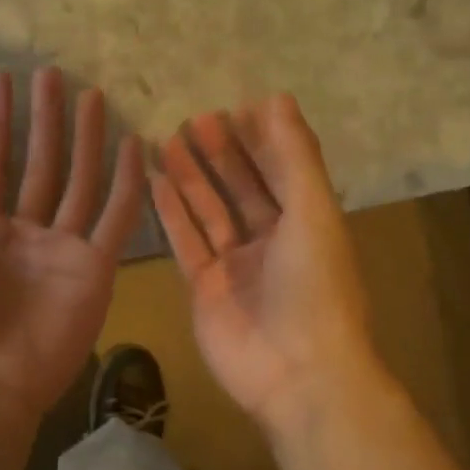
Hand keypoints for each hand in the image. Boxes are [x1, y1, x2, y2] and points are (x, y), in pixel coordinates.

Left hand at [0, 68, 144, 420]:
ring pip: (80, 183)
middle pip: (41, 165)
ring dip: (86, 140)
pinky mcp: (96, 269)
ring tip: (93, 94)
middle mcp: (25, 233)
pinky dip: (128, 183)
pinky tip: (134, 144)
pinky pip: (116, 218)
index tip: (4, 79)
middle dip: (46, 121)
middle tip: (54, 73)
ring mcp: (63, 250)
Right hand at [150, 96, 377, 432]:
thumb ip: (295, 156)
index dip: (260, 140)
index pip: (281, 170)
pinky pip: (186, 242)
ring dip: (192, 176)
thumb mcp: (313, 212)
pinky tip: (155, 181)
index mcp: (307, 223)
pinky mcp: (204, 288)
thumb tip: (276, 97)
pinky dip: (172, 213)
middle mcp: (272, 240)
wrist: (296, 372)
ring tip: (167, 139)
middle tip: (194, 118)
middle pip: (242, 187)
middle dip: (222, 153)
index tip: (235, 106)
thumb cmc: (314, 287)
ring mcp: (235, 266)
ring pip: (209, 212)